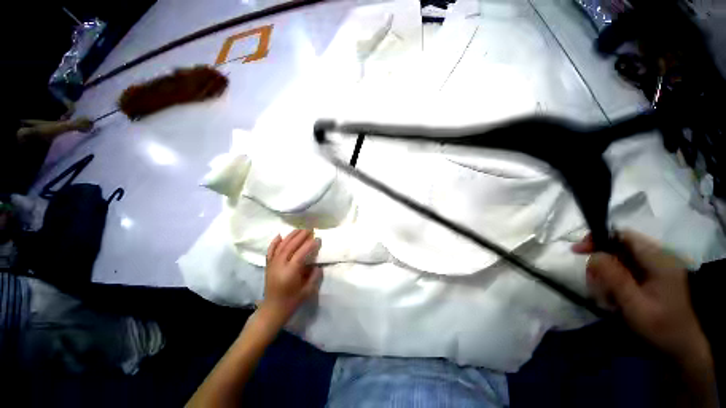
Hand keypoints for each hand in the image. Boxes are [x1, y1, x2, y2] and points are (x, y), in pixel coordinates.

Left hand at [260, 230, 322, 326]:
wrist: (272, 310)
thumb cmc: (291, 302)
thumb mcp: (307, 291)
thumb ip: (314, 276)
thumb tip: (318, 265)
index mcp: (290, 273)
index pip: (300, 254)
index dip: (310, 245)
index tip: (318, 239)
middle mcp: (280, 266)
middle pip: (290, 246)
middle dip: (301, 236)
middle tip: (310, 230)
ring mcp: (272, 264)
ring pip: (281, 246)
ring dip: (291, 236)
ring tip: (300, 229)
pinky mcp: (268, 265)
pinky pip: (271, 251)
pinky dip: (275, 242)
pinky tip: (280, 235)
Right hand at [572, 230, 710, 366]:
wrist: (685, 347)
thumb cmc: (662, 328)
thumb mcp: (635, 305)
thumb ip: (615, 278)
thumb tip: (594, 255)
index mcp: (658, 259)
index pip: (622, 235)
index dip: (597, 239)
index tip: (578, 252)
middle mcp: (658, 258)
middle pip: (618, 248)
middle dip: (600, 263)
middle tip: (593, 284)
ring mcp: (656, 268)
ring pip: (619, 261)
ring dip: (606, 275)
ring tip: (605, 297)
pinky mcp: (653, 278)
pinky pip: (625, 271)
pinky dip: (614, 281)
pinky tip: (614, 298)